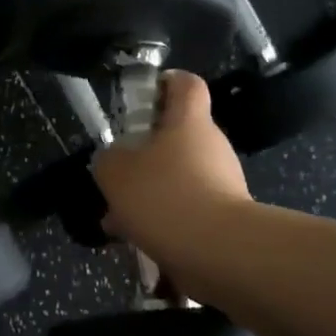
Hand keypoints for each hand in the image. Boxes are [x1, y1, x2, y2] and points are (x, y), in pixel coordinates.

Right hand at [91, 71, 249, 275]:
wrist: (222, 253)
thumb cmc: (166, 196)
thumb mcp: (116, 173)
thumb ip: (109, 160)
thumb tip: (114, 161)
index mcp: (189, 122)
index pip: (186, 84)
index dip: (166, 82)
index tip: (144, 97)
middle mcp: (212, 145)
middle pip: (178, 136)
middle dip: (145, 154)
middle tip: (117, 173)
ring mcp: (224, 182)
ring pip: (178, 178)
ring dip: (150, 193)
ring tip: (118, 220)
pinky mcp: (226, 218)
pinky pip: (187, 210)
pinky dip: (163, 221)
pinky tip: (138, 241)